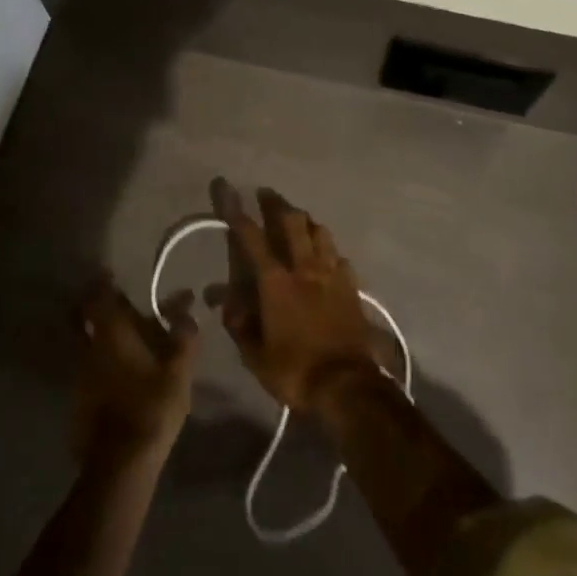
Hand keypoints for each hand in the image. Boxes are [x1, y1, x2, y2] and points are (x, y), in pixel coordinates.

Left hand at [70, 276, 198, 464]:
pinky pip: (88, 372)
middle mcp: (90, 349)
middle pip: (84, 320)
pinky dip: (100, 365)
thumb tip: (187, 312)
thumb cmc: (150, 408)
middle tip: (115, 307)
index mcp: (112, 334)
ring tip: (125, 344)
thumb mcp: (178, 371)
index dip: (103, 284)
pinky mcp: (78, 404)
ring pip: (86, 346)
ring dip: (100, 338)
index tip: (110, 276)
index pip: (99, 297)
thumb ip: (184, 338)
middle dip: (95, 309)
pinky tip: (119, 376)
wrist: (119, 467)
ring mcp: (80, 378)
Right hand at [215, 183, 378, 411]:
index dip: (237, 212)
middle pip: (292, 221)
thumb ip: (239, 324)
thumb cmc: (295, 371)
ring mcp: (332, 274)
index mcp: (276, 282)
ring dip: (306, 221)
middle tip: (267, 195)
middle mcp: (304, 268)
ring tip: (298, 220)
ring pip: (320, 231)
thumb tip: (224, 301)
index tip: (228, 190)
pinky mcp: (352, 286)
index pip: (252, 237)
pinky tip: (326, 257)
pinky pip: (339, 256)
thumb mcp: (256, 355)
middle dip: (277, 204)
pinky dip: (328, 250)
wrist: (347, 385)